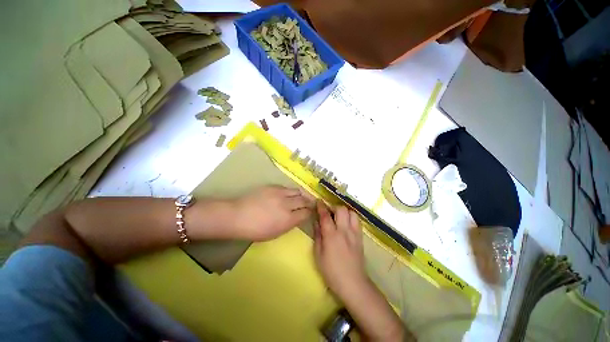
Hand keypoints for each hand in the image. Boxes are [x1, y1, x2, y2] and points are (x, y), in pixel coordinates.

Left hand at [230, 185, 313, 240]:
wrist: (238, 216)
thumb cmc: (255, 230)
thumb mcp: (275, 233)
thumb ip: (289, 224)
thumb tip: (298, 217)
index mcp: (288, 219)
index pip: (306, 213)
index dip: (310, 212)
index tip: (311, 211)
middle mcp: (287, 205)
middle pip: (304, 200)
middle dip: (309, 202)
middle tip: (311, 203)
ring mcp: (280, 194)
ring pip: (297, 191)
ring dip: (302, 194)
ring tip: (302, 196)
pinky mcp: (273, 186)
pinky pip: (286, 187)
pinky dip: (290, 191)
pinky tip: (288, 194)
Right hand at [314, 202, 407, 340]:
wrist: (353, 283)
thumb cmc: (331, 271)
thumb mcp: (318, 254)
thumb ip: (317, 235)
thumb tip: (316, 222)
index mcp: (331, 236)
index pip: (325, 215)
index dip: (321, 206)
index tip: (318, 201)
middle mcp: (344, 231)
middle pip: (341, 209)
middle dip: (333, 207)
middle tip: (328, 212)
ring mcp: (354, 233)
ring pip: (351, 212)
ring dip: (343, 211)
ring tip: (338, 217)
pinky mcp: (360, 237)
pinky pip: (357, 221)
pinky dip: (351, 217)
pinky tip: (346, 224)